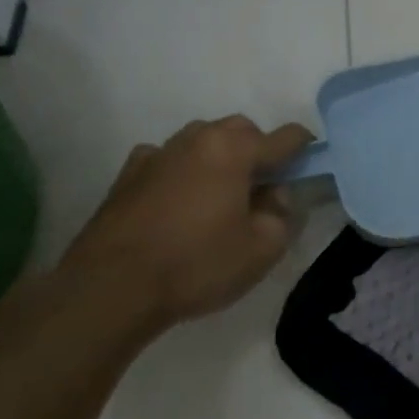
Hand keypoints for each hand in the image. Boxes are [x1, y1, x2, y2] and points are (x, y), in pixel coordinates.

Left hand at [57, 116, 313, 333]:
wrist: (110, 288)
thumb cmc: (197, 264)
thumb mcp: (262, 248)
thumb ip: (282, 213)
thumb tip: (274, 194)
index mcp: (234, 149)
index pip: (286, 136)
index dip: (305, 151)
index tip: (308, 171)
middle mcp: (197, 138)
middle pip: (241, 130)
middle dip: (258, 151)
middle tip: (261, 190)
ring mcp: (158, 152)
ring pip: (202, 141)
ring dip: (218, 159)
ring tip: (218, 198)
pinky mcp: (128, 174)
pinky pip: (168, 160)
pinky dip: (181, 172)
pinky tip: (177, 203)